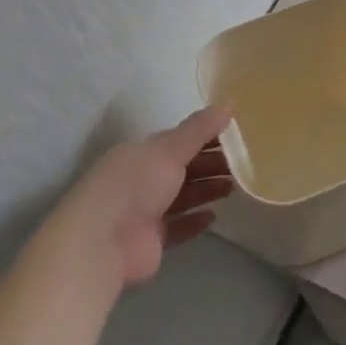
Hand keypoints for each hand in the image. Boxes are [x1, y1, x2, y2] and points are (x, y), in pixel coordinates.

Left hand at [50, 107, 236, 289]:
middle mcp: (142, 179)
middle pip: (182, 169)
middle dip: (211, 165)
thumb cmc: (135, 184)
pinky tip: (213, 217)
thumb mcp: (169, 149)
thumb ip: (199, 129)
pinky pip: (177, 227)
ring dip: (206, 190)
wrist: (102, 242)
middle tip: (243, 164)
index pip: (179, 141)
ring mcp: (144, 211)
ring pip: (182, 197)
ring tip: (235, 188)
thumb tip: (228, 103)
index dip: (207, 137)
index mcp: (142, 153)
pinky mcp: (150, 241)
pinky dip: (194, 221)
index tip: (237, 137)